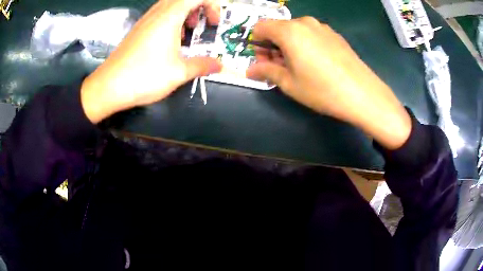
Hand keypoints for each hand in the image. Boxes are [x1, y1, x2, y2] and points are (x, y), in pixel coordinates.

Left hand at [81, 0, 221, 123]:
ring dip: (184, 15)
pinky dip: (171, 22)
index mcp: (169, 17)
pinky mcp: (138, 30)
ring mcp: (146, 20)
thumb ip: (202, 66)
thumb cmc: (144, 76)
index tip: (213, 24)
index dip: (211, 5)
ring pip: (171, 6)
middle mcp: (157, 13)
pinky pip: (159, 15)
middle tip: (200, 27)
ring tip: (186, 35)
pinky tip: (169, 43)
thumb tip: (219, 66)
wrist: (108, 86)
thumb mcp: (178, 73)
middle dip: (198, 9)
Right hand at [247, 17, 411, 149]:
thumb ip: (266, 71)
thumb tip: (250, 70)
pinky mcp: (335, 35)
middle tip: (278, 67)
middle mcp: (305, 23)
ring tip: (298, 67)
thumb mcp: (289, 84)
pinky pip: (312, 34)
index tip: (262, 60)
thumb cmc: (322, 90)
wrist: (363, 94)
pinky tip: (316, 64)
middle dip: (272, 45)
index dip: (256, 43)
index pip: (260, 27)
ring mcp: (322, 27)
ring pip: (295, 31)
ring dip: (289, 45)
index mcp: (289, 31)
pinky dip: (305, 44)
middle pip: (278, 28)